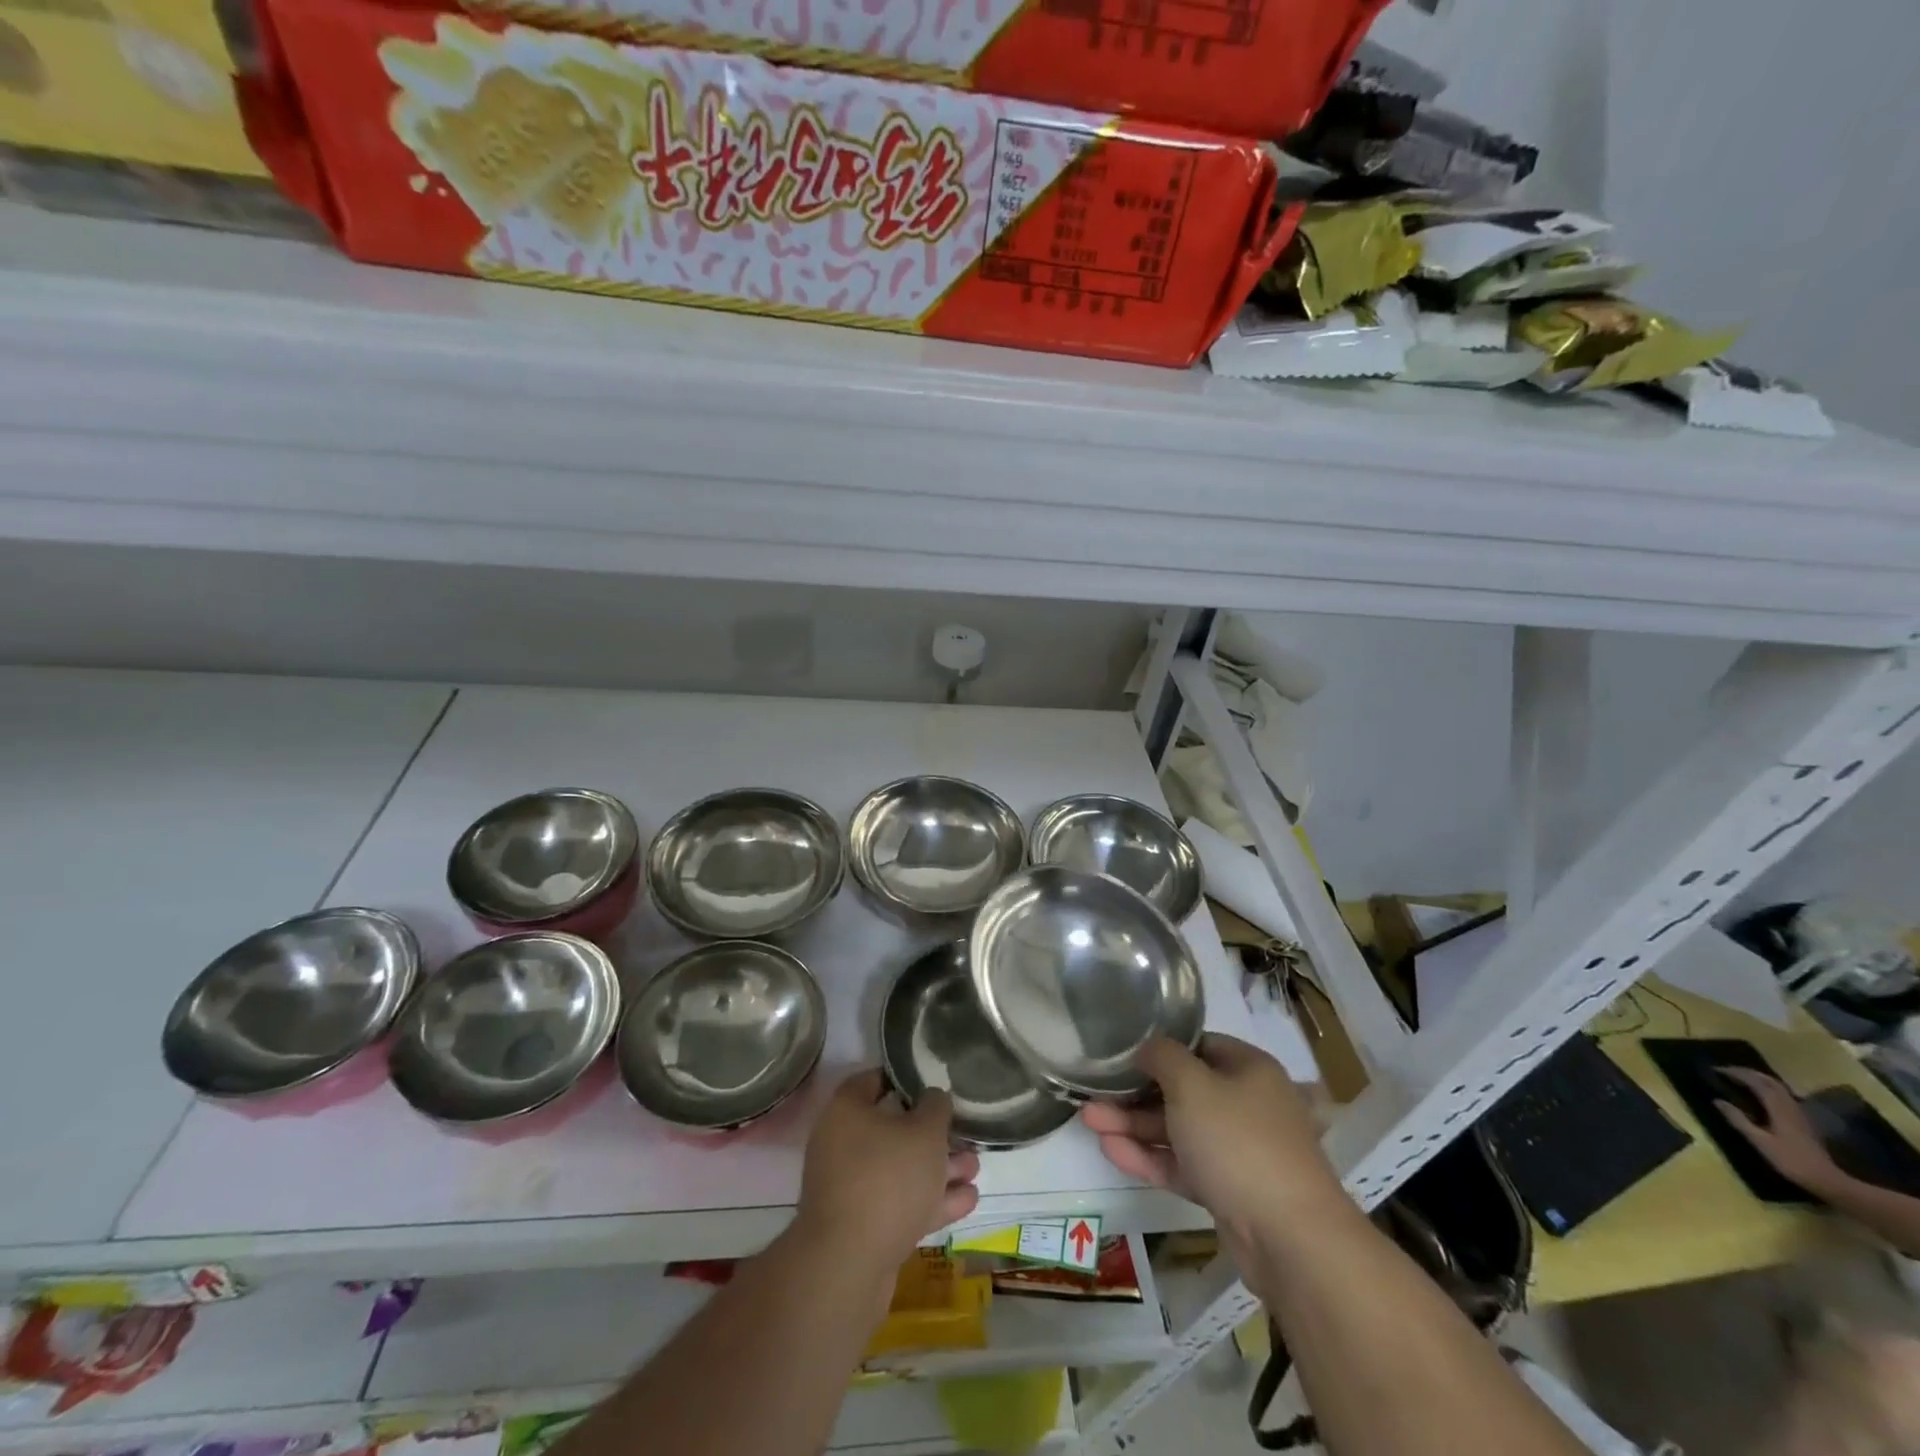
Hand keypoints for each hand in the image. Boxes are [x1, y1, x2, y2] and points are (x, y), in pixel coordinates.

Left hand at [794, 1071, 980, 1277]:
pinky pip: (900, 1202)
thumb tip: (933, 1098)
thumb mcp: (924, 1132)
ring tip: (974, 1168)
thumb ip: (935, 1107)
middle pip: (893, 1129)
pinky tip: (967, 1200)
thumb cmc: (887, 1179)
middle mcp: (843, 1144)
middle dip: (933, 1134)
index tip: (933, 1082)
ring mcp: (851, 1188)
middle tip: (964, 1134)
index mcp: (847, 1111)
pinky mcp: (863, 1226)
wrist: (849, 1264)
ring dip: (939, 1169)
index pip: (874, 1080)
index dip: (905, 1078)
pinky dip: (931, 1200)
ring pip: (900, 1169)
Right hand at [1081, 1035, 1351, 1259]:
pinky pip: (1183, 1164)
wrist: (1291, 1239)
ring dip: (1135, 1125)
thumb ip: (1163, 1057)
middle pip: (1183, 1090)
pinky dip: (1150, 1156)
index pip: (1199, 1045)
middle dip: (1136, 1093)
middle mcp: (1247, 1104)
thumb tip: (1148, 1047)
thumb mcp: (1192, 1084)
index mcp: (1249, 1069)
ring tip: (1088, 1121)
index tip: (1123, 1053)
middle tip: (1095, 1093)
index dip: (1161, 1047)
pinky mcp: (1228, 1190)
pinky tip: (1111, 1151)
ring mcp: (1239, 1151)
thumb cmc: (1239, 1141)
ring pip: (1178, 1129)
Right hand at [1716, 1068, 1845, 1196]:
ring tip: (1741, 1079)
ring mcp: (1798, 1113)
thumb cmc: (1790, 1160)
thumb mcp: (1760, 1141)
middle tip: (1727, 1071)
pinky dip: (1768, 1088)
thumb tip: (1717, 1100)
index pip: (1756, 1082)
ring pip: (1778, 1087)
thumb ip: (1738, 1120)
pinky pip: (1783, 1095)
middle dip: (1747, 1072)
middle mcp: (1790, 1106)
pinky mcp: (1802, 1120)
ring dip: (1758, 1078)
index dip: (1736, 1073)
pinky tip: (1761, 1095)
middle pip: (1770, 1081)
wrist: (1827, 1180)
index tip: (1716, 1070)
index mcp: (1778, 1108)